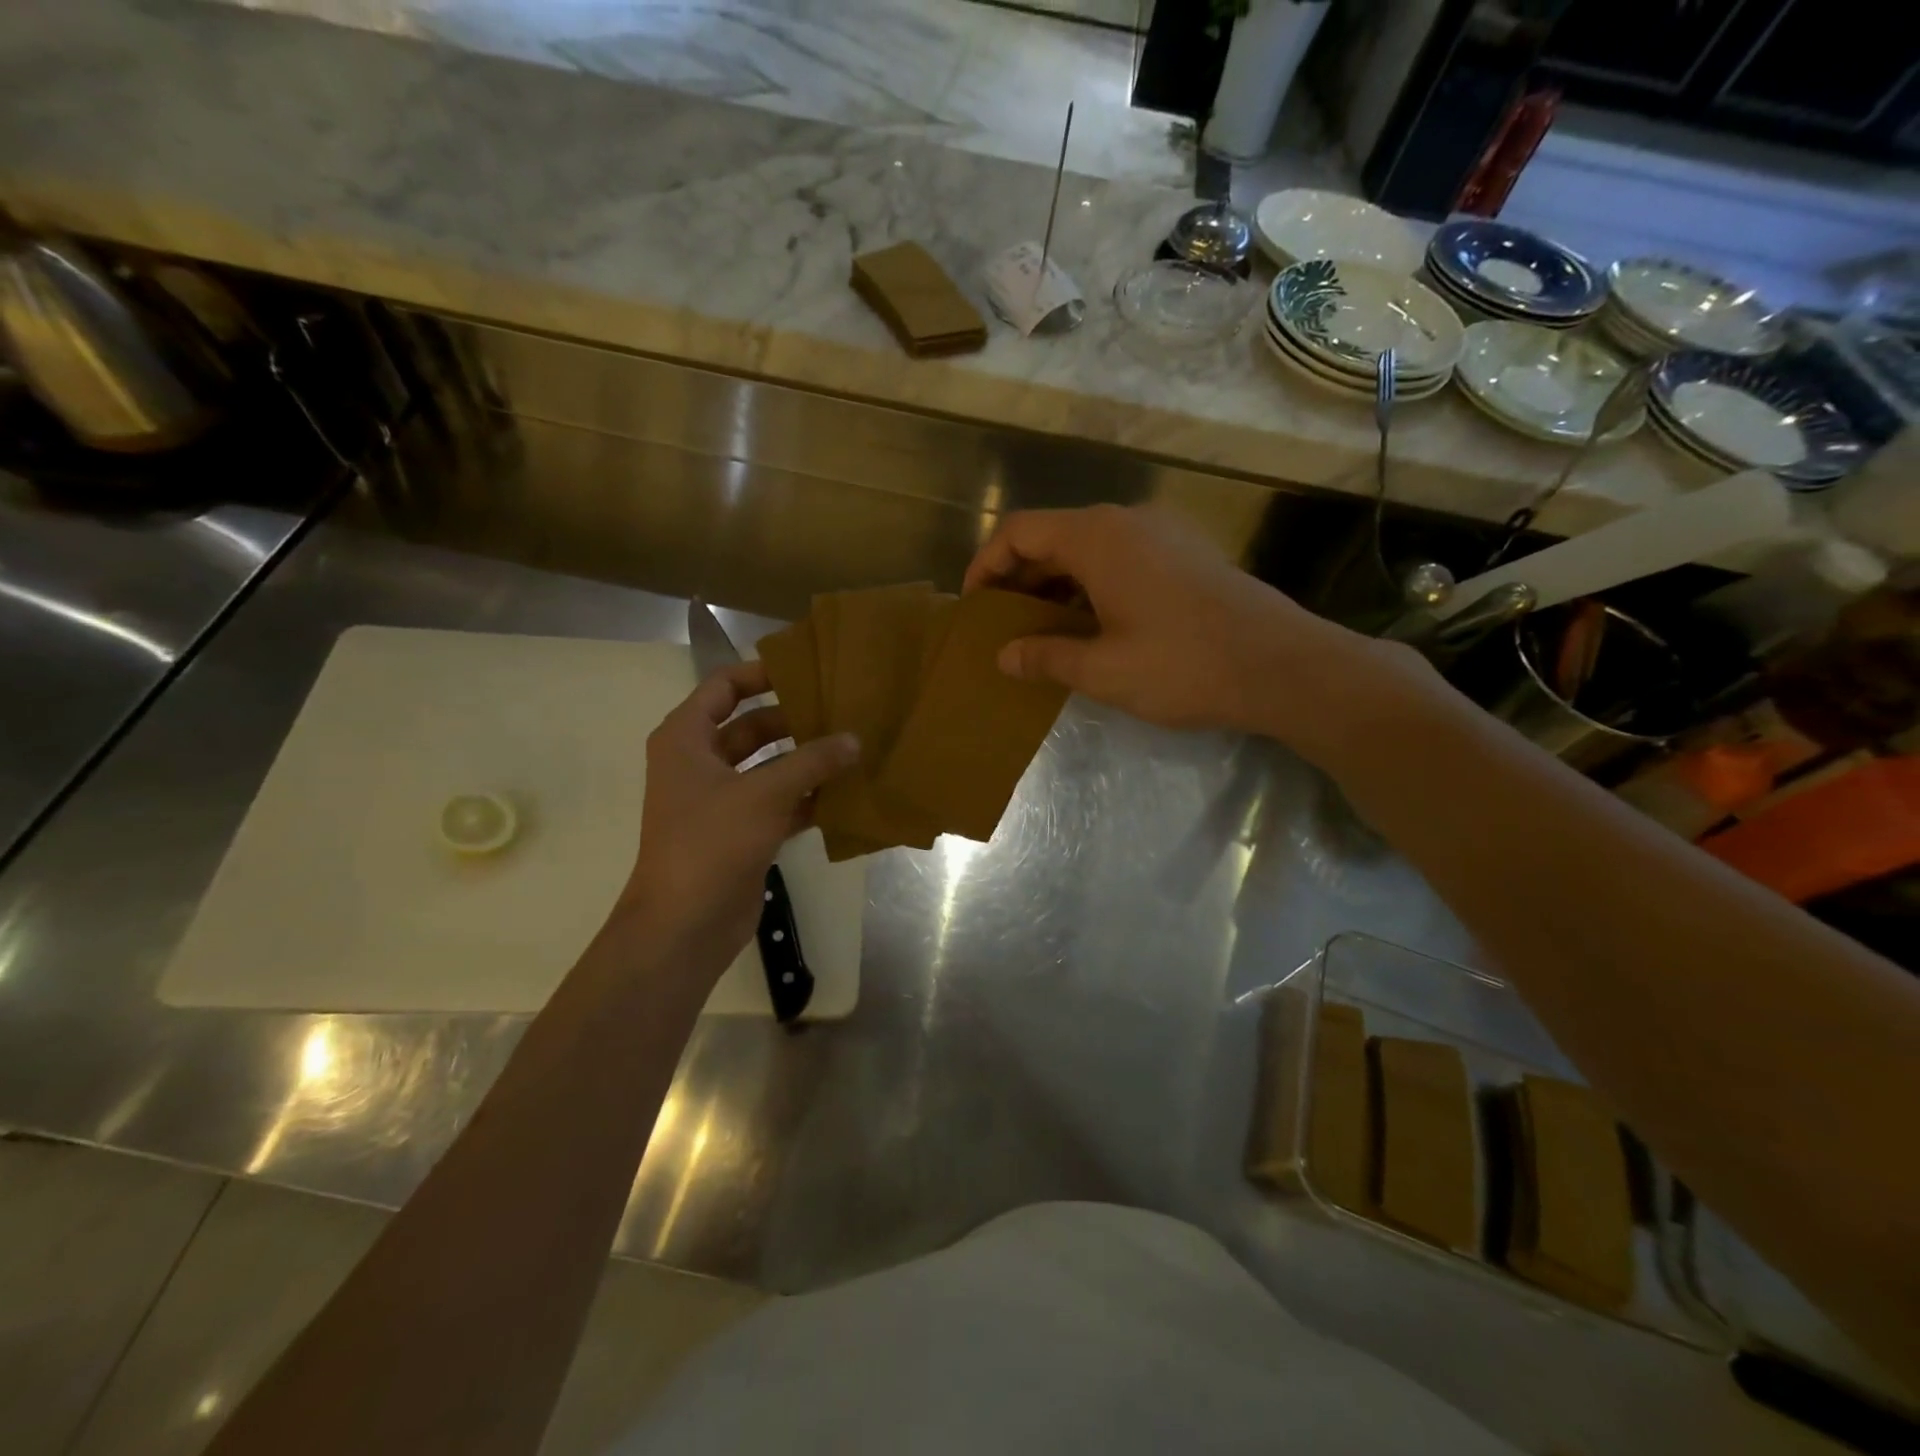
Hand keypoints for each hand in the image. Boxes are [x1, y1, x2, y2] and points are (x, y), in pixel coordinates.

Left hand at [618, 661, 858, 968]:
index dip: (761, 674)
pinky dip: (806, 797)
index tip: (807, 671)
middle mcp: (699, 763)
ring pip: (768, 766)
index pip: (723, 687)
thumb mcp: (764, 794)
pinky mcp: (740, 832)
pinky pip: (778, 802)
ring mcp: (720, 800)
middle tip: (843, 712)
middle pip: (751, 727)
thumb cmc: (711, 843)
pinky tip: (845, 794)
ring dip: (805, 761)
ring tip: (853, 748)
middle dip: (795, 720)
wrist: (684, 925)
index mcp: (686, 739)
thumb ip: (812, 762)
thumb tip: (854, 739)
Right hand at [965, 505, 1367, 737]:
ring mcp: (1162, 534)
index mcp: (1099, 538)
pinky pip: (1120, 559)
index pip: (1020, 531)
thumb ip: (1046, 656)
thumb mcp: (1103, 670)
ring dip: (1056, 585)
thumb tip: (1004, 656)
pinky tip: (1091, 626)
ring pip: (1088, 549)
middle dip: (1019, 578)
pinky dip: (1091, 586)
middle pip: (1053, 536)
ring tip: (1040, 631)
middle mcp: (1127, 522)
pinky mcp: (1186, 554)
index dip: (986, 564)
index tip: (973, 606)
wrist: (1283, 666)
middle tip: (1002, 625)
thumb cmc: (1183, 665)